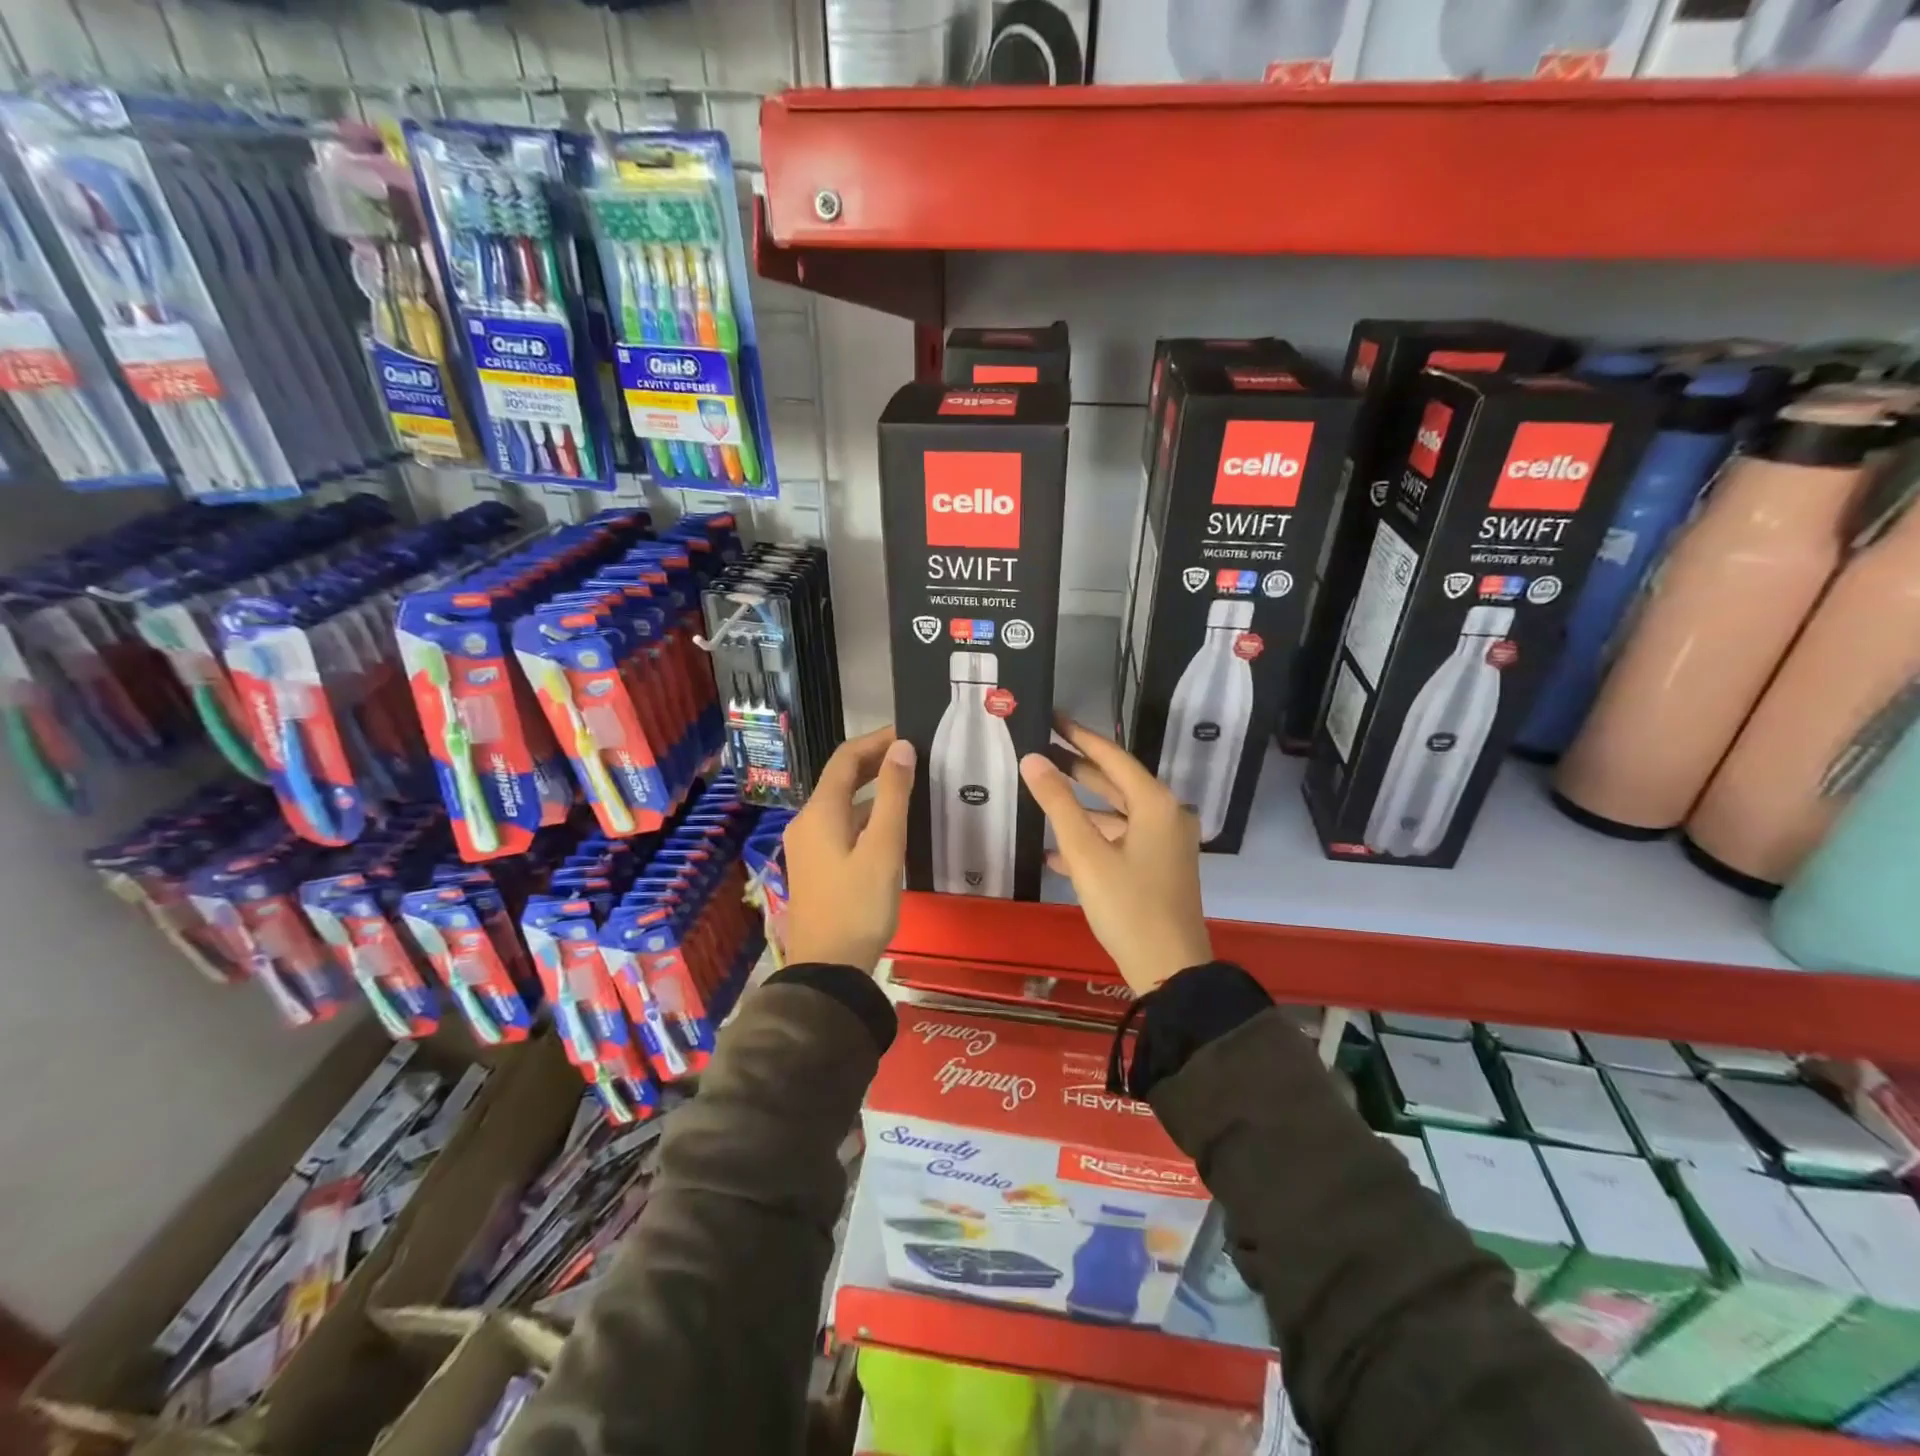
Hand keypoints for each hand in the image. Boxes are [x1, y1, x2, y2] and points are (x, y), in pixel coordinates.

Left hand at [782, 726, 915, 972]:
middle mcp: (807, 822)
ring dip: (872, 791)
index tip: (909, 734)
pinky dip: (865, 816)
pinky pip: (840, 827)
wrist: (827, 968)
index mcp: (820, 812)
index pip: (846, 758)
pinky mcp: (814, 867)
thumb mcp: (884, 848)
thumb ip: (894, 795)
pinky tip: (890, 827)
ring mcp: (807, 846)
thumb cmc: (859, 905)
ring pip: (842, 805)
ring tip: (910, 788)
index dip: (876, 741)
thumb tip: (902, 747)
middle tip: (914, 757)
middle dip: (875, 763)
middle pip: (841, 779)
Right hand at [1018, 718, 1212, 994]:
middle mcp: (1166, 816)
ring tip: (1044, 796)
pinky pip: (1122, 841)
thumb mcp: (1086, 854)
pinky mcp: (1159, 868)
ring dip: (1082, 808)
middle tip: (1042, 750)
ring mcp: (1166, 844)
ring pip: (1117, 814)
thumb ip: (1058, 803)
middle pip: (1116, 782)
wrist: (1170, 970)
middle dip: (1079, 768)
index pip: (1112, 756)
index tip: (1052, 718)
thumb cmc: (1127, 906)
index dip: (1079, 736)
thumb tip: (1032, 760)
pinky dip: (1093, 840)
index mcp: (1155, 804)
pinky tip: (1056, 853)